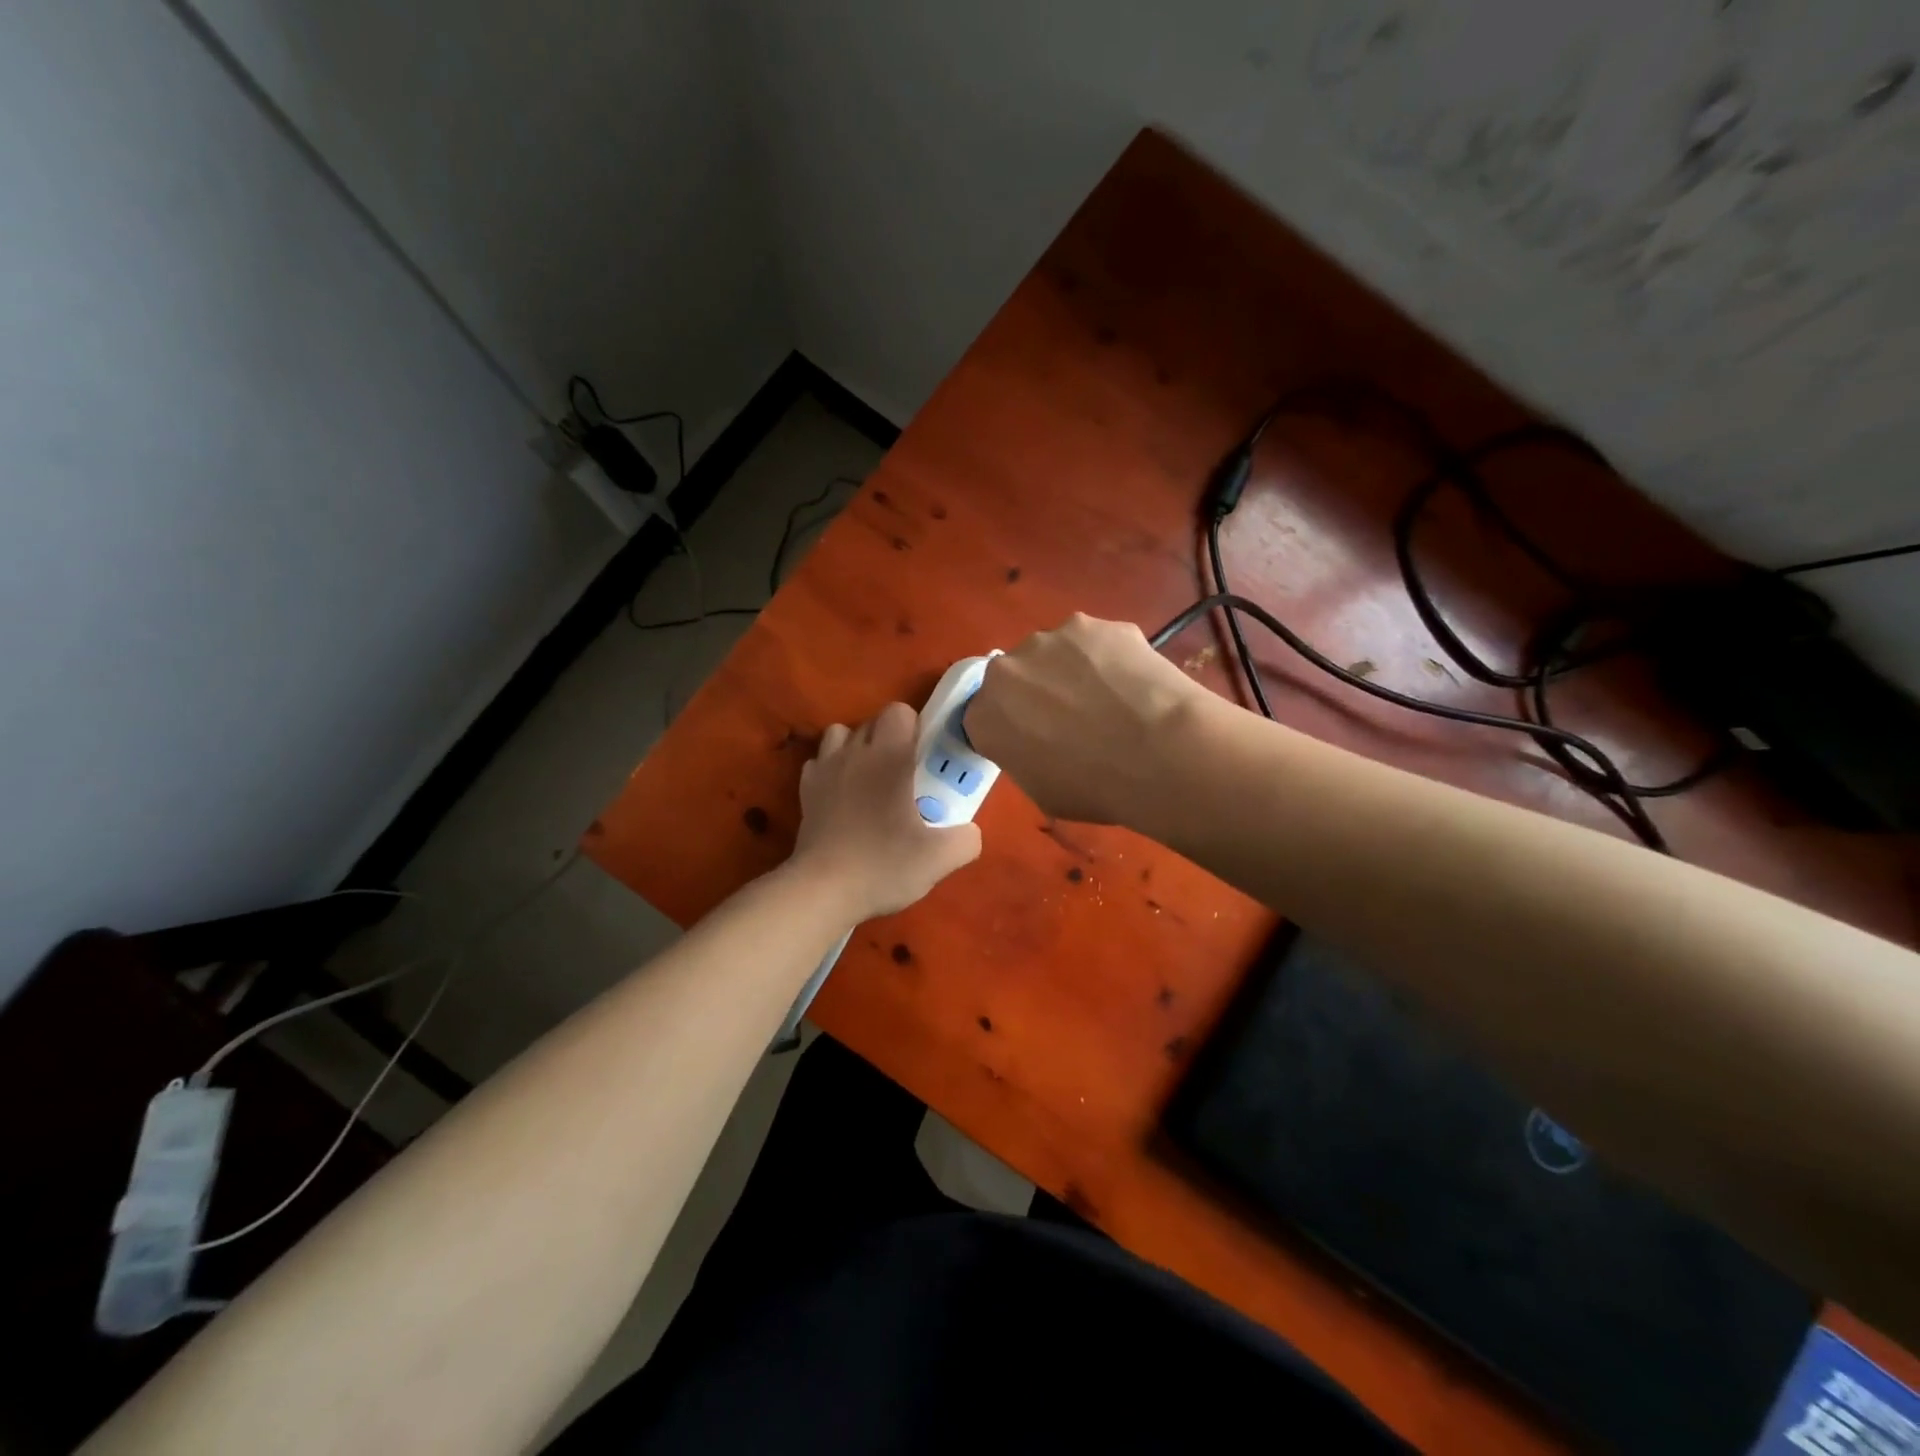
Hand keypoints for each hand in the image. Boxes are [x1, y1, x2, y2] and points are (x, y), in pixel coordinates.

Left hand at [791, 702, 982, 920]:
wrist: (822, 891)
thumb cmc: (882, 865)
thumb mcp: (939, 859)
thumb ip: (966, 839)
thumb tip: (969, 832)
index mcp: (888, 757)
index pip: (898, 711)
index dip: (914, 727)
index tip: (923, 757)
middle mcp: (853, 753)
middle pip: (871, 721)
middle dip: (889, 738)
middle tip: (905, 774)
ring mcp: (824, 770)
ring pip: (840, 735)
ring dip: (856, 748)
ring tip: (870, 779)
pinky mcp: (805, 791)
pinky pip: (819, 763)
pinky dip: (832, 770)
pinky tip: (843, 796)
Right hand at [966, 613, 1205, 824]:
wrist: (1160, 753)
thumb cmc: (1096, 788)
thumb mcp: (1043, 792)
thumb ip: (1025, 757)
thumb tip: (1041, 744)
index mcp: (985, 717)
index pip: (985, 717)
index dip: (1012, 728)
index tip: (1035, 741)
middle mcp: (1006, 670)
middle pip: (1016, 677)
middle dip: (1037, 693)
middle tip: (1074, 719)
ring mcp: (1050, 639)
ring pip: (1053, 653)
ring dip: (1071, 670)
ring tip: (1111, 698)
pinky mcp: (1092, 623)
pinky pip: (1093, 642)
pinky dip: (1107, 657)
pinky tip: (1133, 681)